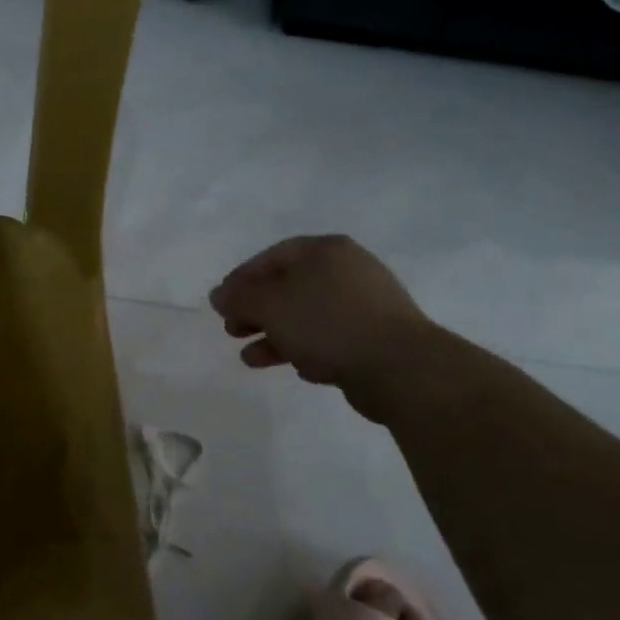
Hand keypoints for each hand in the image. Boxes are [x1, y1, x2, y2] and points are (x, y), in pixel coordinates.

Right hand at [208, 235, 437, 419]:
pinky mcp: (376, 337)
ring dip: (275, 335)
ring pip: (307, 315)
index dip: (241, 279)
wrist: (401, 368)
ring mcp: (366, 304)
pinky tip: (298, 368)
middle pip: (288, 287)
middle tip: (232, 330)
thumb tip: (218, 295)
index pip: (271, 257)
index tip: (221, 304)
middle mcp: (348, 270)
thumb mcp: (270, 305)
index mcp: (325, 251)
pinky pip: (330, 338)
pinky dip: (307, 348)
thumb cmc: (327, 323)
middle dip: (256, 310)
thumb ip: (239, 297)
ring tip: (251, 359)